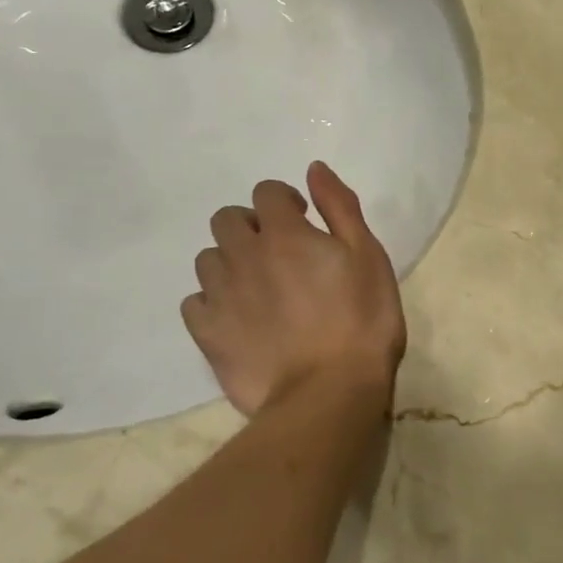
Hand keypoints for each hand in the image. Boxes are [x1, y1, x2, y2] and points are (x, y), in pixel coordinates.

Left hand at [182, 162, 405, 418]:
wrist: (329, 393)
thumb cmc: (362, 320)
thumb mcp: (368, 255)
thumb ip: (339, 207)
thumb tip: (313, 169)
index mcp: (284, 234)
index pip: (266, 192)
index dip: (285, 201)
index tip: (304, 220)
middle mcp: (244, 256)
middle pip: (226, 219)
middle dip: (250, 225)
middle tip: (279, 252)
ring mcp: (221, 296)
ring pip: (208, 259)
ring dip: (230, 261)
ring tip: (259, 287)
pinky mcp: (208, 334)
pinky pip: (194, 302)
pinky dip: (211, 301)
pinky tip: (237, 317)